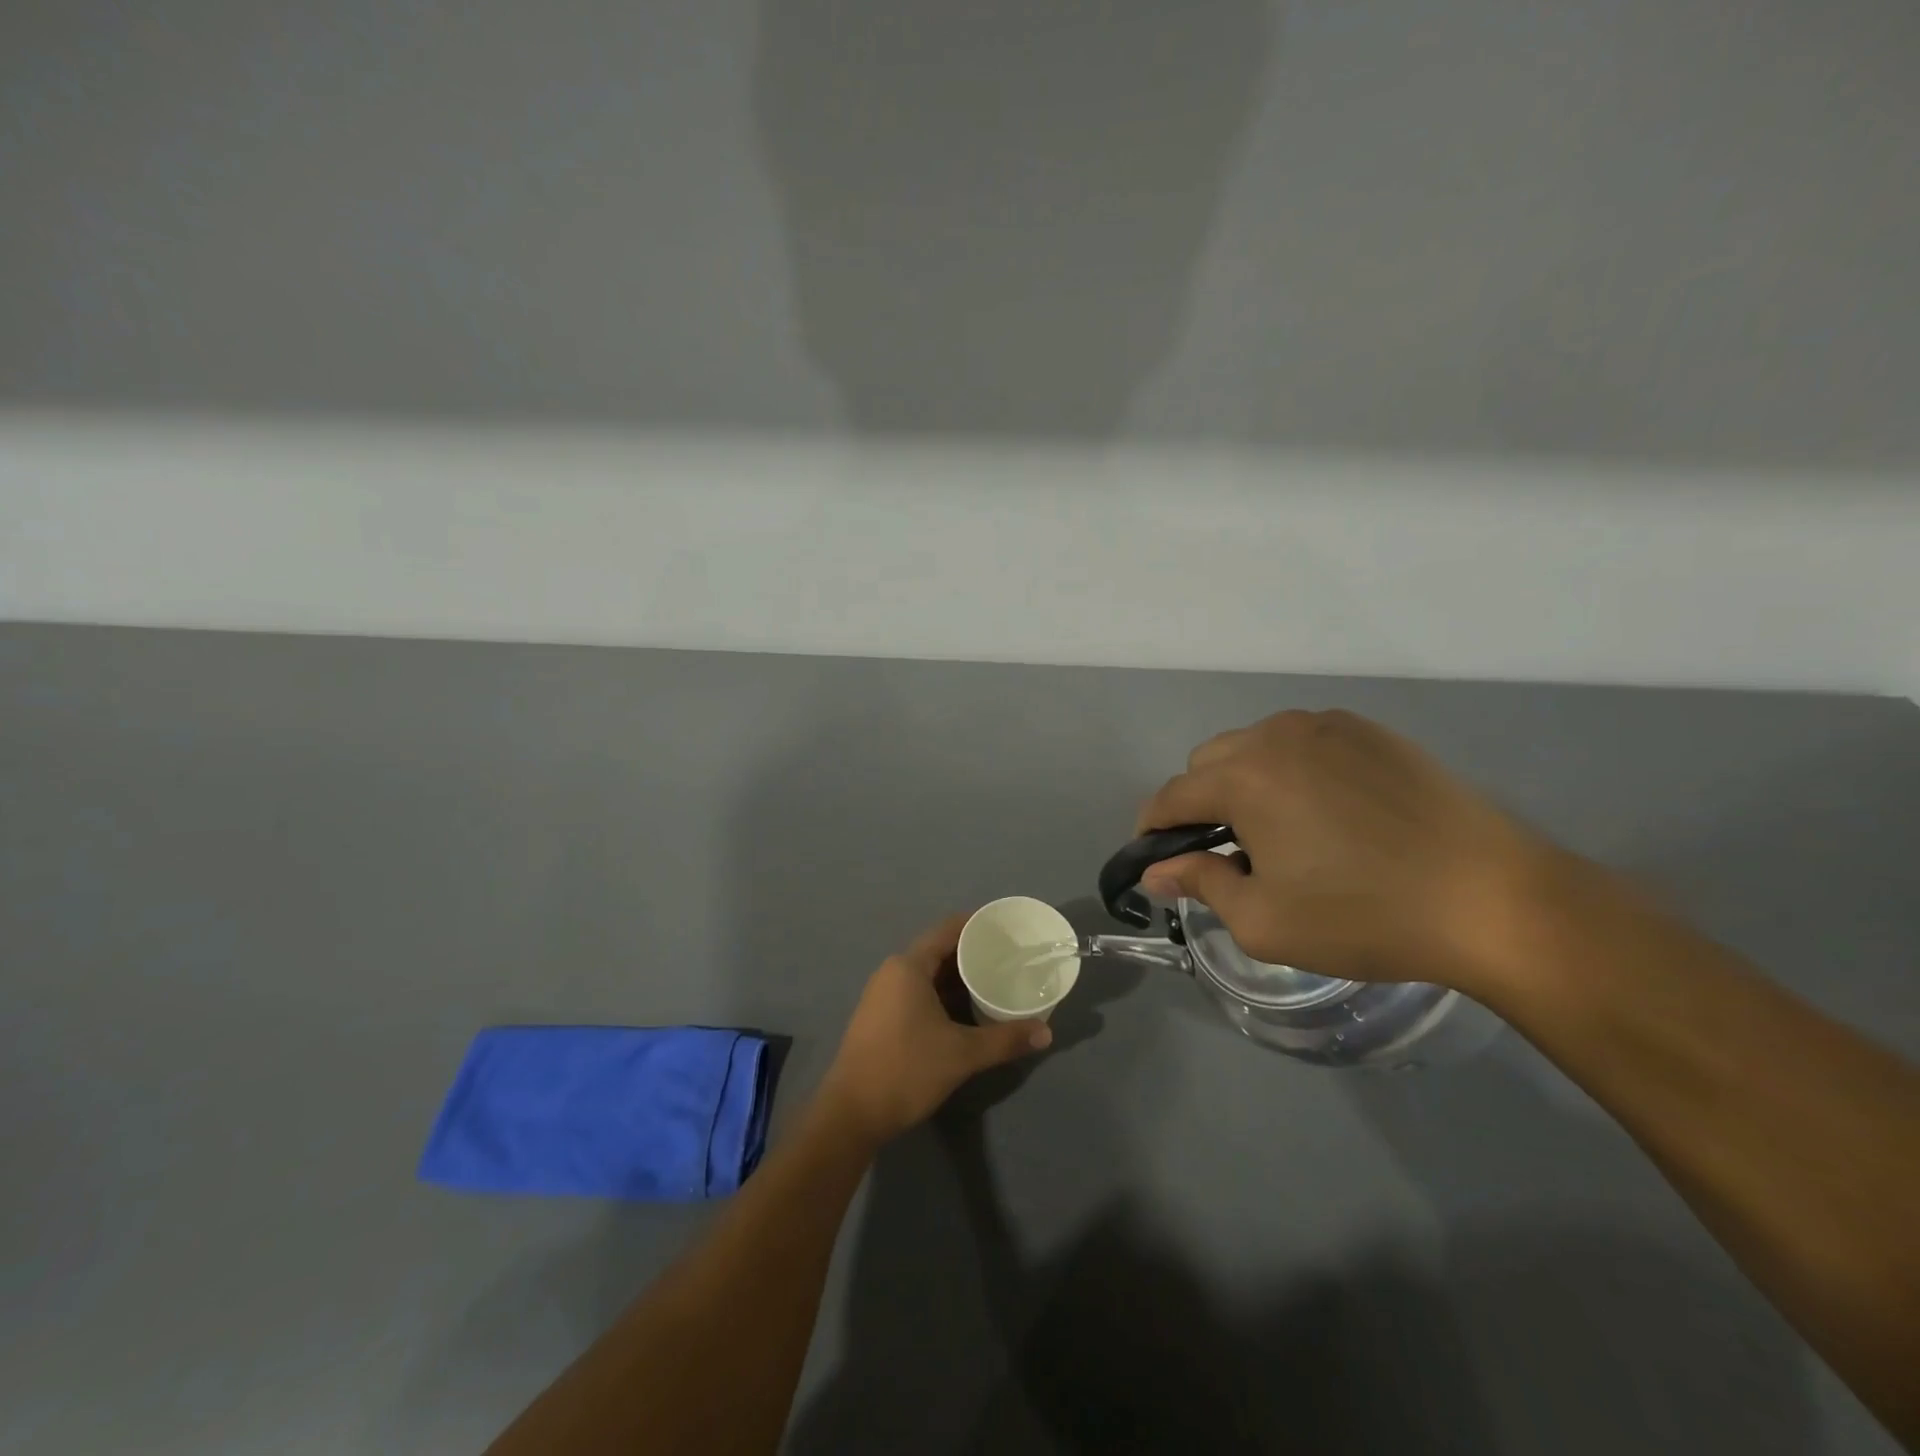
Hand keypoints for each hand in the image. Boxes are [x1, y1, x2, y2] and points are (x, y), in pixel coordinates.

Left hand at [817, 915, 1052, 1144]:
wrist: (851, 1114)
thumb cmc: (906, 1070)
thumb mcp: (962, 1054)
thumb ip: (1005, 1039)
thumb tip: (1046, 1033)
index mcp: (909, 966)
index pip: (948, 929)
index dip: (978, 925)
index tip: (1007, 929)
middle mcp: (893, 972)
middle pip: (939, 950)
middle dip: (973, 954)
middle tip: (1009, 959)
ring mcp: (882, 994)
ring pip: (928, 974)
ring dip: (958, 978)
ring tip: (994, 982)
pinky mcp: (880, 1017)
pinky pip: (917, 992)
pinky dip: (942, 995)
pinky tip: (966, 1011)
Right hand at [1136, 709, 1570, 993]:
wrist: (1492, 898)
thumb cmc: (1364, 915)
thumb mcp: (1263, 920)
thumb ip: (1199, 884)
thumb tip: (1157, 872)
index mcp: (1243, 777)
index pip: (1171, 797)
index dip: (1153, 830)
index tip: (1156, 860)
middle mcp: (1276, 736)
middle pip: (1207, 763)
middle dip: (1200, 804)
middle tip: (1227, 853)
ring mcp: (1327, 726)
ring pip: (1255, 746)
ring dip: (1245, 782)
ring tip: (1279, 831)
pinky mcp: (1370, 731)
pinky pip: (1303, 743)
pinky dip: (1292, 770)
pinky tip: (1326, 812)